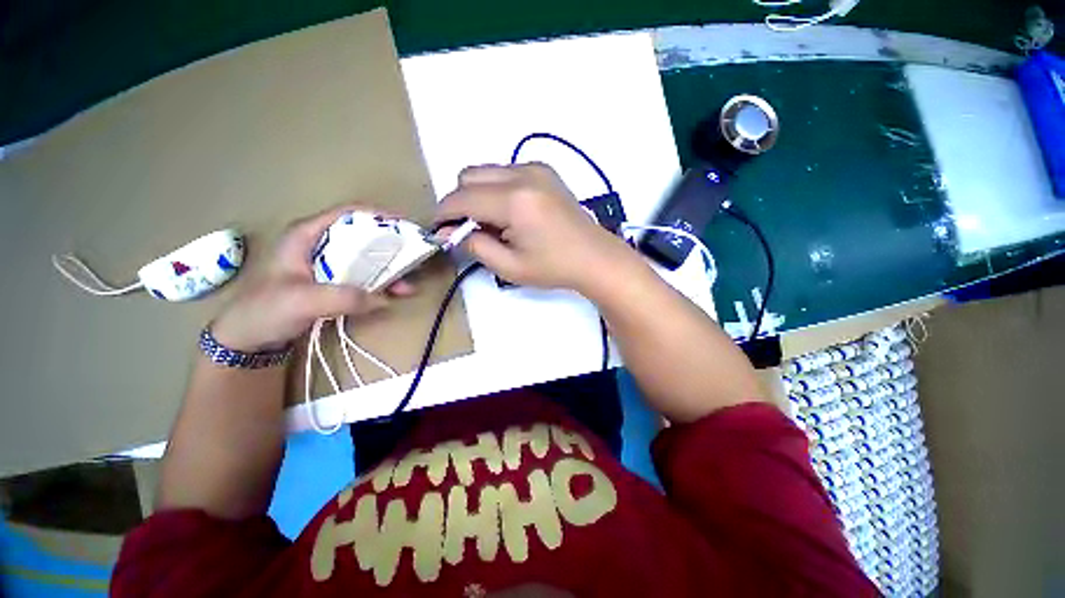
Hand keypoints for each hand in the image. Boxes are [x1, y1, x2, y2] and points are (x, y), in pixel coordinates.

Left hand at [211, 205, 414, 351]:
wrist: (247, 338)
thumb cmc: (264, 311)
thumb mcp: (302, 301)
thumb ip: (343, 297)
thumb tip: (384, 298)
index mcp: (308, 235)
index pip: (348, 214)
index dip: (378, 217)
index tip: (405, 227)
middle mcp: (322, 245)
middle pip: (363, 237)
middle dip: (391, 247)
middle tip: (414, 257)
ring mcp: (329, 265)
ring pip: (367, 259)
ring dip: (389, 270)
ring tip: (408, 284)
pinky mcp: (335, 284)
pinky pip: (364, 278)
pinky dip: (382, 285)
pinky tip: (395, 294)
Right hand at [436, 163, 629, 290]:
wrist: (594, 257)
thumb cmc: (553, 267)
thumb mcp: (509, 267)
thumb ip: (475, 246)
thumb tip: (453, 231)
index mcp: (514, 201)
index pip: (462, 198)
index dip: (444, 214)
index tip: (439, 230)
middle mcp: (523, 174)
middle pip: (468, 175)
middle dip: (460, 202)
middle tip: (469, 229)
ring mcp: (535, 168)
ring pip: (486, 171)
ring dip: (478, 194)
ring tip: (493, 223)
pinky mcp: (544, 170)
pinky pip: (505, 172)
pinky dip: (496, 189)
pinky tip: (510, 212)